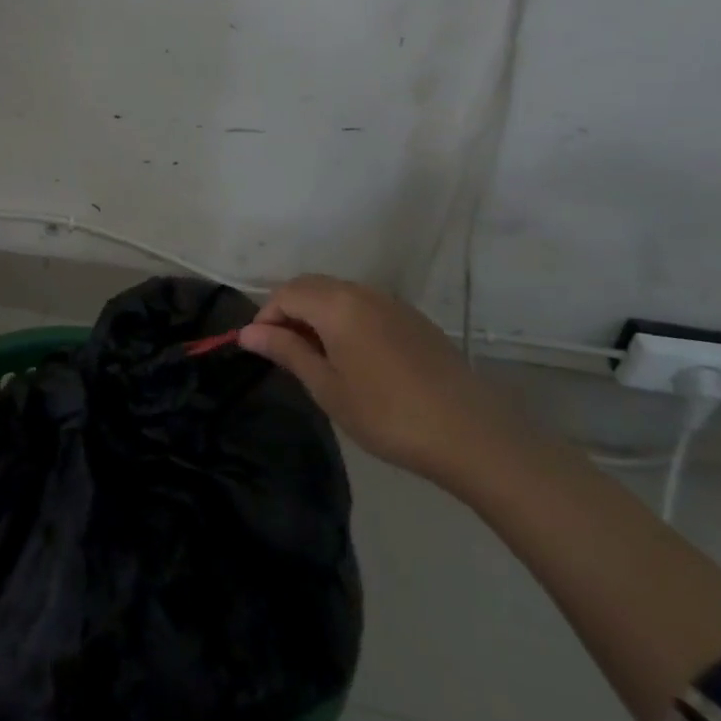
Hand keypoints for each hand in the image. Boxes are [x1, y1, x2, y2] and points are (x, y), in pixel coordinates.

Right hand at [237, 274, 517, 485]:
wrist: (472, 435)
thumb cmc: (387, 414)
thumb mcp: (327, 387)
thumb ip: (286, 352)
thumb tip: (248, 333)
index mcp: (336, 305)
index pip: (285, 293)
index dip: (266, 317)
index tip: (261, 349)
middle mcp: (363, 293)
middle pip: (310, 286)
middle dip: (289, 311)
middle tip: (285, 352)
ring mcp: (392, 304)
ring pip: (339, 293)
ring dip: (317, 314)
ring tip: (317, 356)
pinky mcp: (415, 320)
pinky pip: (365, 305)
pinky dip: (345, 319)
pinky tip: (354, 357)